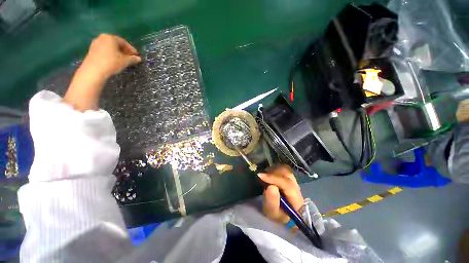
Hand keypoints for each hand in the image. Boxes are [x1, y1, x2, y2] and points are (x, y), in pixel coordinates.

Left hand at [82, 34, 141, 78]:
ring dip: (117, 53)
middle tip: (130, 58)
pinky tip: (114, 61)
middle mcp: (102, 38)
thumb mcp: (125, 61)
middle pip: (116, 43)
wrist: (94, 70)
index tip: (136, 56)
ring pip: (110, 47)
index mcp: (111, 38)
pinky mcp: (92, 50)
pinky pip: (104, 50)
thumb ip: (133, 59)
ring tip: (123, 60)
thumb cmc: (111, 63)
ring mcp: (95, 43)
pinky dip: (110, 54)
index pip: (124, 42)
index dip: (131, 49)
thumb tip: (139, 58)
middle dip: (124, 50)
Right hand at [258, 165, 303, 223]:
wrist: (284, 213)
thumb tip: (271, 187)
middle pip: (287, 173)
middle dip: (273, 173)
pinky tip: (268, 174)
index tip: (260, 176)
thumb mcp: (273, 213)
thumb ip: (272, 202)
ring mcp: (294, 180)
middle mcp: (297, 187)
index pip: (287, 184)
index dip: (273, 178)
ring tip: (265, 176)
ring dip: (273, 170)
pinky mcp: (289, 176)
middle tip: (262, 177)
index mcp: (297, 199)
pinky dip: (274, 169)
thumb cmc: (278, 215)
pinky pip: (281, 168)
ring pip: (284, 169)